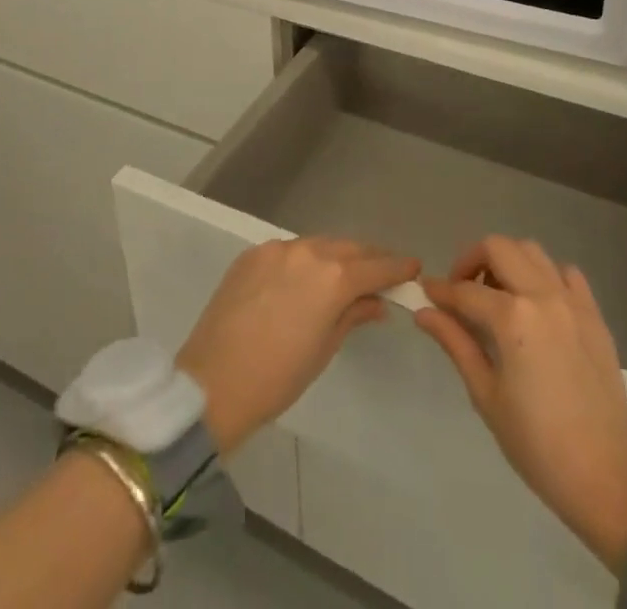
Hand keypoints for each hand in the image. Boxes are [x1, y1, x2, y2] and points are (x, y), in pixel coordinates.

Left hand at [178, 236, 418, 456]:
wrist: (213, 382)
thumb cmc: (278, 377)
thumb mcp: (325, 349)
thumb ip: (353, 316)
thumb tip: (376, 303)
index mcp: (333, 277)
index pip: (376, 267)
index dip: (397, 267)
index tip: (413, 267)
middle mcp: (308, 252)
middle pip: (349, 248)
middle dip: (369, 258)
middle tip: (383, 271)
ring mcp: (277, 249)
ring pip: (318, 244)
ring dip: (336, 256)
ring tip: (346, 272)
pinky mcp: (252, 253)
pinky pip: (289, 251)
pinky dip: (305, 260)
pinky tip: (305, 278)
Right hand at [415, 236, 626, 573]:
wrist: (605, 478)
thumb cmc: (536, 444)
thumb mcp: (486, 395)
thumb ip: (456, 343)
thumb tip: (424, 312)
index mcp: (513, 318)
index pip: (465, 291)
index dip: (440, 290)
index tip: (426, 294)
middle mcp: (543, 295)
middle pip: (498, 248)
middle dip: (471, 260)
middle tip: (461, 291)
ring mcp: (573, 301)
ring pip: (532, 251)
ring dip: (508, 262)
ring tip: (498, 295)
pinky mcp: (594, 314)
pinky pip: (566, 273)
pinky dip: (546, 276)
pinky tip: (538, 304)